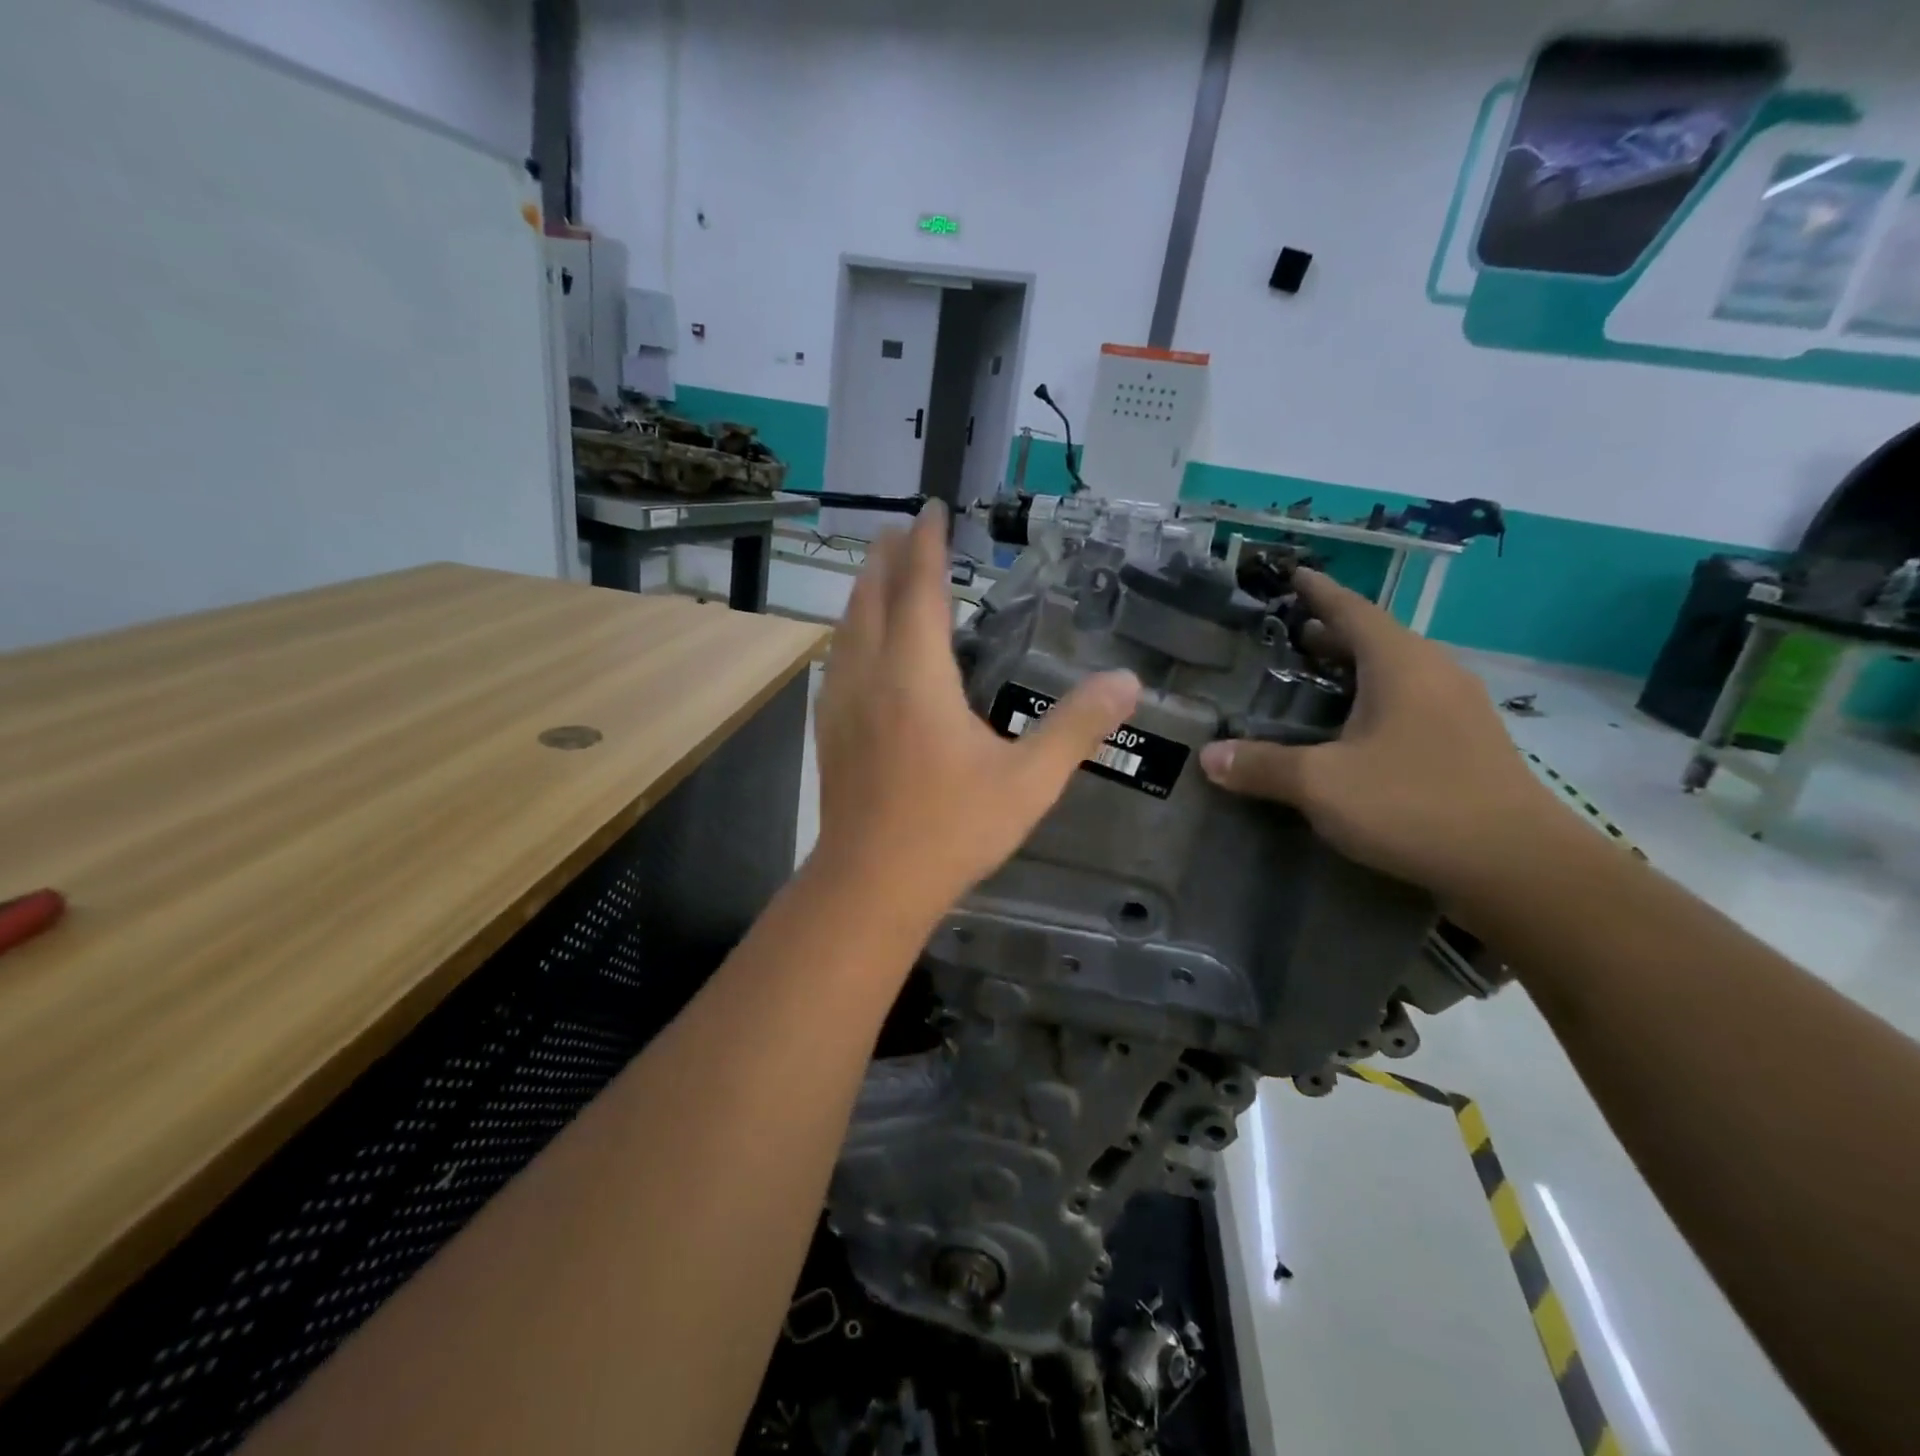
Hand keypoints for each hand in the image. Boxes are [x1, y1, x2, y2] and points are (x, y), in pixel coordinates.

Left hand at [811, 502, 1139, 925]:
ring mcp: (842, 702)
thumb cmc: (951, 830)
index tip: (931, 509)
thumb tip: (1127, 683)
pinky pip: (839, 659)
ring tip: (881, 572)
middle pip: (873, 597)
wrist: (870, 884)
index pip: (919, 589)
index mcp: (915, 675)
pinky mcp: (830, 729)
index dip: (926, 545)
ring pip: (848, 626)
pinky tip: (860, 645)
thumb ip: (1076, 728)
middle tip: (905, 528)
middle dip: (889, 557)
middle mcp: (870, 675)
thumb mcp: (1028, 782)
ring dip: (866, 590)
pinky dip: (852, 631)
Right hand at [1197, 569, 1569, 908]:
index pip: (1352, 609)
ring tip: (1311, 677)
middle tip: (1285, 635)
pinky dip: (1373, 699)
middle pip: (1375, 638)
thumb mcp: (1322, 785)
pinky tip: (1351, 729)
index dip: (1318, 591)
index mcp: (1401, 664)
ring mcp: (1458, 709)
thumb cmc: (1414, 804)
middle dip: (1329, 632)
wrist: (1519, 867)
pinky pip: (1409, 702)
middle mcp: (1434, 673)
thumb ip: (1262, 766)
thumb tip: (1208, 756)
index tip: (1292, 574)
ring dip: (1352, 668)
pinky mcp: (1467, 744)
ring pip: (1395, 671)